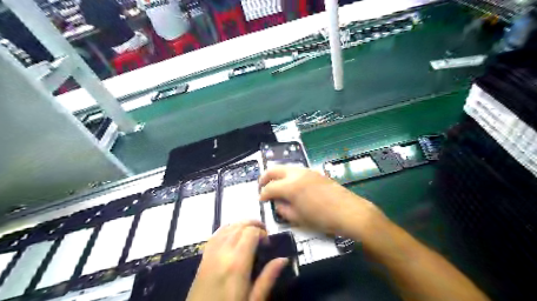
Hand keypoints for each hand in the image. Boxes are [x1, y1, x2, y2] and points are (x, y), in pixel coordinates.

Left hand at [188, 221, 288, 300]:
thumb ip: (268, 278)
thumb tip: (284, 259)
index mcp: (237, 264)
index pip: (251, 232)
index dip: (262, 233)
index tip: (268, 244)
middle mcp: (223, 252)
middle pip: (239, 226)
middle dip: (254, 225)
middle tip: (263, 234)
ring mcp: (211, 253)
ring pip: (227, 227)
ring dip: (241, 225)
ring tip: (251, 233)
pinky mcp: (203, 257)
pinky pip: (215, 235)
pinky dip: (227, 229)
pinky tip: (233, 234)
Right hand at [258, 166, 386, 238]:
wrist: (348, 211)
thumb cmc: (322, 218)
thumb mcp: (298, 218)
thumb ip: (283, 209)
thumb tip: (277, 203)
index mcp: (290, 186)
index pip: (270, 187)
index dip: (263, 194)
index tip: (261, 200)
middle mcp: (296, 174)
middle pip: (274, 170)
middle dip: (265, 177)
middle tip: (261, 186)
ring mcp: (307, 171)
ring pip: (285, 168)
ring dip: (277, 175)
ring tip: (275, 185)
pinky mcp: (315, 172)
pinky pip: (296, 170)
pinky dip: (288, 175)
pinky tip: (291, 184)